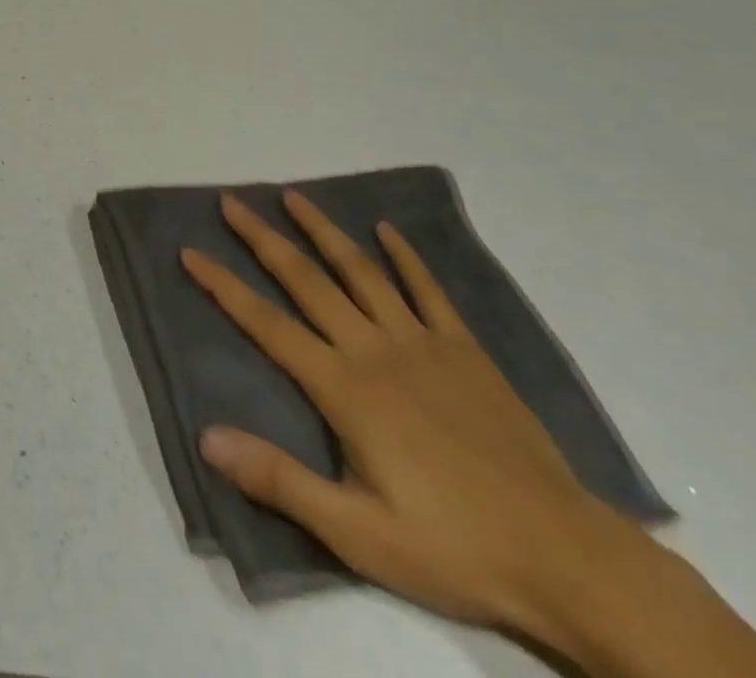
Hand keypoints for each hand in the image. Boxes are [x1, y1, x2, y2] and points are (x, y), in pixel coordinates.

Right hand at [181, 190, 644, 634]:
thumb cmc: (452, 546)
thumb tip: (207, 437)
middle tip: (231, 202)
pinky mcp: (464, 350)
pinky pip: (429, 290)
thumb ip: (280, 481)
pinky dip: (405, 256)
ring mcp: (422, 343)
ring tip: (293, 197)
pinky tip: (387, 230)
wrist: (565, 558)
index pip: (266, 324)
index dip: (222, 285)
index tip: (190, 251)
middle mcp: (374, 349)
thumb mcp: (357, 534)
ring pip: (361, 271)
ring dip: (324, 230)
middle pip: (306, 280)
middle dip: (263, 238)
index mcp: (344, 388)